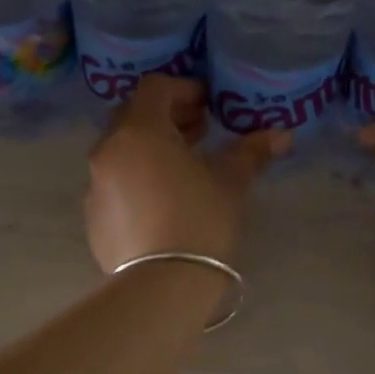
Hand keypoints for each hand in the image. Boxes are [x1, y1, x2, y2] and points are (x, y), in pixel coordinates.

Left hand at [85, 76, 290, 272]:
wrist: (162, 286)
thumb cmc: (200, 221)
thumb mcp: (230, 183)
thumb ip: (251, 152)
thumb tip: (281, 135)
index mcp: (138, 131)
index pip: (155, 88)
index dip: (184, 90)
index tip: (209, 107)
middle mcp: (108, 151)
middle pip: (133, 116)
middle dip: (167, 118)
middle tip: (199, 132)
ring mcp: (95, 185)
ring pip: (121, 151)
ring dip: (150, 149)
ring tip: (184, 168)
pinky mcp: (93, 217)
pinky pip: (114, 183)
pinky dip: (136, 179)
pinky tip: (163, 202)